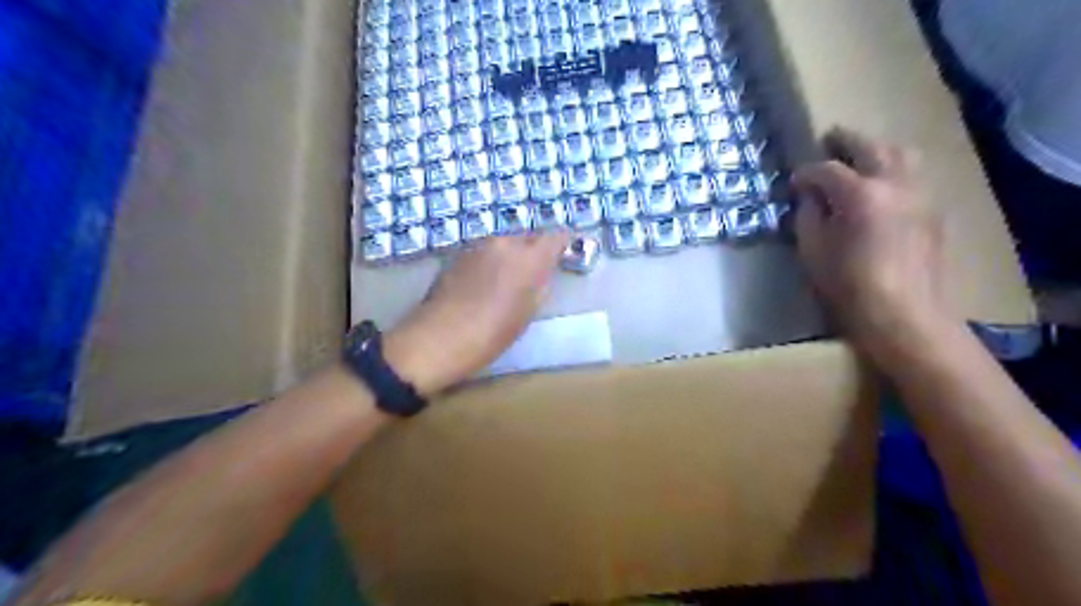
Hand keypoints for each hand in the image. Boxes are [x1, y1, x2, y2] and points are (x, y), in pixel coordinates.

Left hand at [380, 232, 569, 396]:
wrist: (439, 338)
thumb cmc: (492, 333)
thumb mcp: (528, 313)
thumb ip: (540, 284)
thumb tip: (542, 271)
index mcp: (529, 258)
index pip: (555, 236)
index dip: (563, 242)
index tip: (565, 252)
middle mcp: (504, 243)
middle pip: (527, 237)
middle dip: (534, 251)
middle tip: (533, 274)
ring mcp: (478, 245)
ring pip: (504, 244)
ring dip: (510, 256)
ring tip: (505, 282)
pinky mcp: (458, 253)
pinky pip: (484, 252)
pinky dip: (490, 261)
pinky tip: (483, 284)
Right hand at [791, 126, 951, 357]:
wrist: (903, 314)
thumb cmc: (848, 285)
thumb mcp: (813, 251)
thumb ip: (808, 217)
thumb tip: (810, 198)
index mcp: (860, 194)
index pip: (827, 170)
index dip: (806, 173)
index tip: (794, 182)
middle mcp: (894, 184)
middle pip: (871, 147)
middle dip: (846, 141)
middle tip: (828, 140)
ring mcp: (919, 194)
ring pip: (901, 154)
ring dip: (876, 149)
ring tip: (859, 156)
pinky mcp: (932, 211)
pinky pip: (912, 176)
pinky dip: (893, 169)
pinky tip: (880, 185)